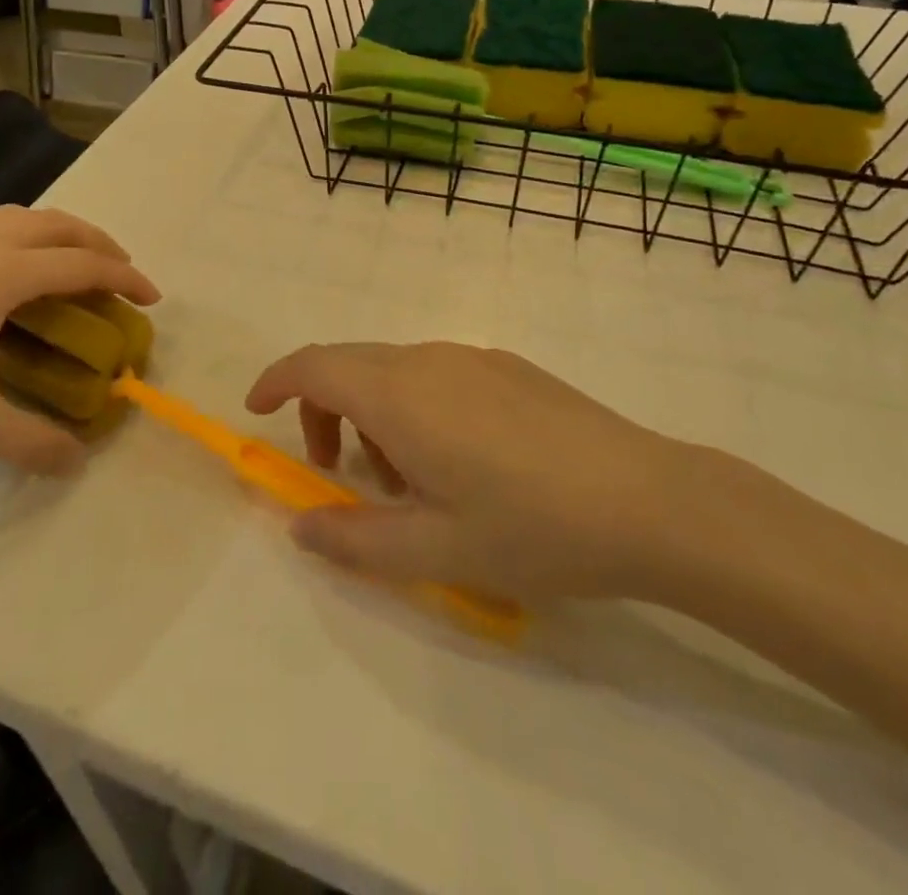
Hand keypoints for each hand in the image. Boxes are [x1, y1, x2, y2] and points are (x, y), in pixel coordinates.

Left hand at [0, 206, 158, 471]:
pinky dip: (23, 237)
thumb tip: (77, 463)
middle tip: (120, 273)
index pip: (80, 264)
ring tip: (71, 265)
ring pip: (20, 218)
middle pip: (57, 224)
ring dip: (58, 233)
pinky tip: (8, 275)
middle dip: (99, 242)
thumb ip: (26, 440)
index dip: (124, 278)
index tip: (152, 298)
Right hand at [246, 342, 691, 600]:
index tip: (257, 411)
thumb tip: (300, 526)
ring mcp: (472, 356)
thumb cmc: (531, 527)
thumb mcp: (433, 550)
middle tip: (335, 471)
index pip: (312, 365)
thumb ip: (353, 538)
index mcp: (398, 393)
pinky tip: (459, 462)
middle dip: (322, 409)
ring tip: (407, 482)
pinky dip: (414, 406)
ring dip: (373, 413)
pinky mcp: (508, 366)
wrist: (649, 501)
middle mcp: (427, 358)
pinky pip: (436, 373)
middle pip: (348, 364)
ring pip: (394, 370)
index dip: (275, 381)